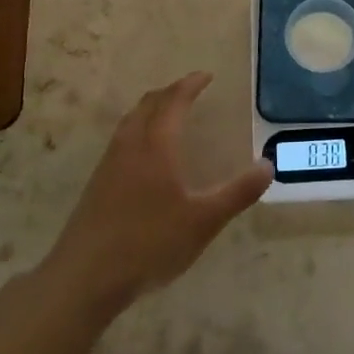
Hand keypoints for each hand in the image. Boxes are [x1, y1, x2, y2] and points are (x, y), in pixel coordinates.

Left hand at [42, 72, 272, 311]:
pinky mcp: (97, 184)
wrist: (85, 277)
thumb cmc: (149, 244)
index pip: (174, 101)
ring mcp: (109, 164)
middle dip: (170, 92)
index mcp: (156, 145)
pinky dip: (138, 128)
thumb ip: (237, 193)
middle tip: (189, 90)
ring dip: (151, 108)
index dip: (190, 85)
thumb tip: (268, 165)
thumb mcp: (203, 221)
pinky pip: (120, 139)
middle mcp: (130, 145)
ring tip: (166, 113)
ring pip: (130, 121)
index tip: (206, 76)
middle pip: (148, 104)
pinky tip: (143, 153)